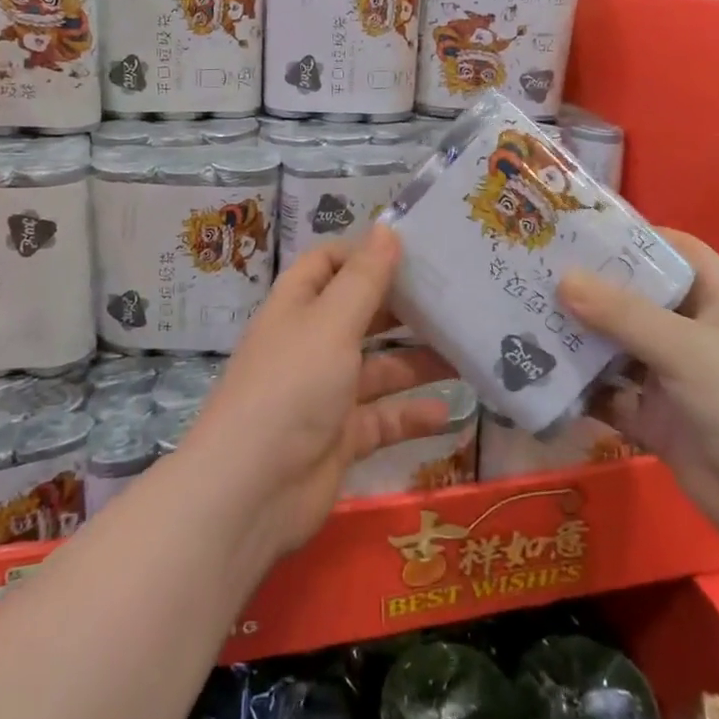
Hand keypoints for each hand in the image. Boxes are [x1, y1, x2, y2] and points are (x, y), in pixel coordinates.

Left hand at [186, 225, 453, 558]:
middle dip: (402, 307)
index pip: (328, 264)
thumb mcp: (331, 324)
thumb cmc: (292, 387)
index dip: (364, 254)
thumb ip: (364, 279)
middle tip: (454, 297)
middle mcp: (310, 344)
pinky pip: (383, 418)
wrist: (251, 492)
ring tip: (467, 351)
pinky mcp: (340, 437)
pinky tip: (449, 412)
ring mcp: (325, 393)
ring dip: (417, 361)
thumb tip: (386, 227)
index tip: (413, 251)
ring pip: (378, 368)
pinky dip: (412, 415)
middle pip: (359, 314)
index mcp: (298, 307)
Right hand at [556, 229, 718, 570]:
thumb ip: (624, 315)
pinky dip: (581, 392)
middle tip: (536, 271)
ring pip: (617, 349)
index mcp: (713, 303)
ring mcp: (672, 381)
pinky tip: (539, 380)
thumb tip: (562, 279)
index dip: (641, 237)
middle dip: (592, 288)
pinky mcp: (656, 422)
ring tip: (524, 317)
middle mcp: (690, 336)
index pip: (679, 253)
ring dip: (579, 339)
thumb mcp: (686, 350)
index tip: (587, 230)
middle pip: (636, 300)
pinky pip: (610, 399)